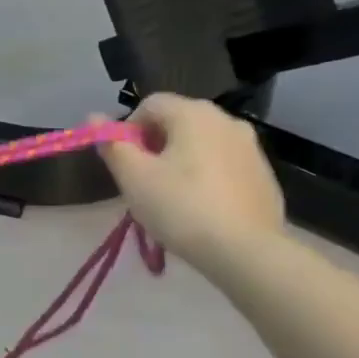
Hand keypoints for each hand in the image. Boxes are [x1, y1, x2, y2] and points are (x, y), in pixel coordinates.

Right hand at [96, 94, 284, 270]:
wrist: (246, 252)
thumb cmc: (181, 207)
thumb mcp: (133, 177)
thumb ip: (111, 143)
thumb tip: (93, 117)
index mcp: (194, 113)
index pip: (149, 105)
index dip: (129, 129)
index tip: (125, 162)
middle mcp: (227, 120)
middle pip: (177, 122)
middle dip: (155, 145)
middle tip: (144, 181)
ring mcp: (251, 148)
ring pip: (202, 144)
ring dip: (181, 160)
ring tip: (172, 197)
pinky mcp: (264, 175)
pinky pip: (224, 165)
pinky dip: (207, 176)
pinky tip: (201, 207)